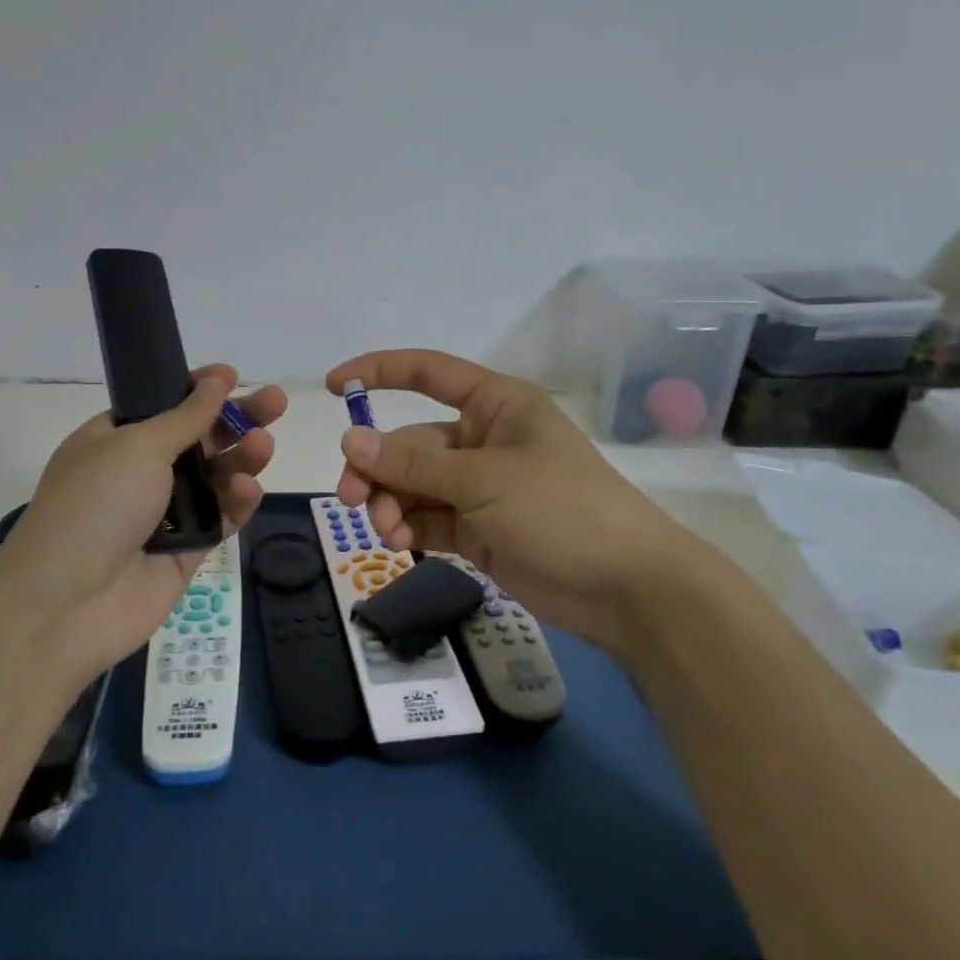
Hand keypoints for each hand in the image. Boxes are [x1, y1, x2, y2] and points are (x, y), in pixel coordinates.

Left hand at [0, 367, 286, 676]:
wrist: (68, 604)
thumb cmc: (94, 506)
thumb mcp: (136, 446)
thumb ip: (185, 416)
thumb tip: (217, 380)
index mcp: (116, 439)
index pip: (164, 404)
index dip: (199, 389)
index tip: (232, 376)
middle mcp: (142, 471)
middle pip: (201, 436)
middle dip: (238, 418)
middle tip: (276, 402)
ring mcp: (167, 511)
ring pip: (218, 475)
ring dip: (242, 456)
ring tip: (263, 445)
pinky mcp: (190, 548)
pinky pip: (223, 516)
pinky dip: (238, 500)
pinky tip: (248, 488)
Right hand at [328, 349, 698, 655]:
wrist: (626, 588)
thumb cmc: (562, 510)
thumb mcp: (483, 479)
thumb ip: (413, 462)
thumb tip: (349, 440)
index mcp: (494, 406)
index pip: (428, 373)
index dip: (379, 371)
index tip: (334, 385)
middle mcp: (482, 440)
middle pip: (411, 442)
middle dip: (380, 468)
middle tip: (352, 496)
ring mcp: (478, 487)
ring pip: (413, 485)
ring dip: (391, 503)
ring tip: (388, 531)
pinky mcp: (476, 528)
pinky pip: (427, 518)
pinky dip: (409, 528)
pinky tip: (402, 543)